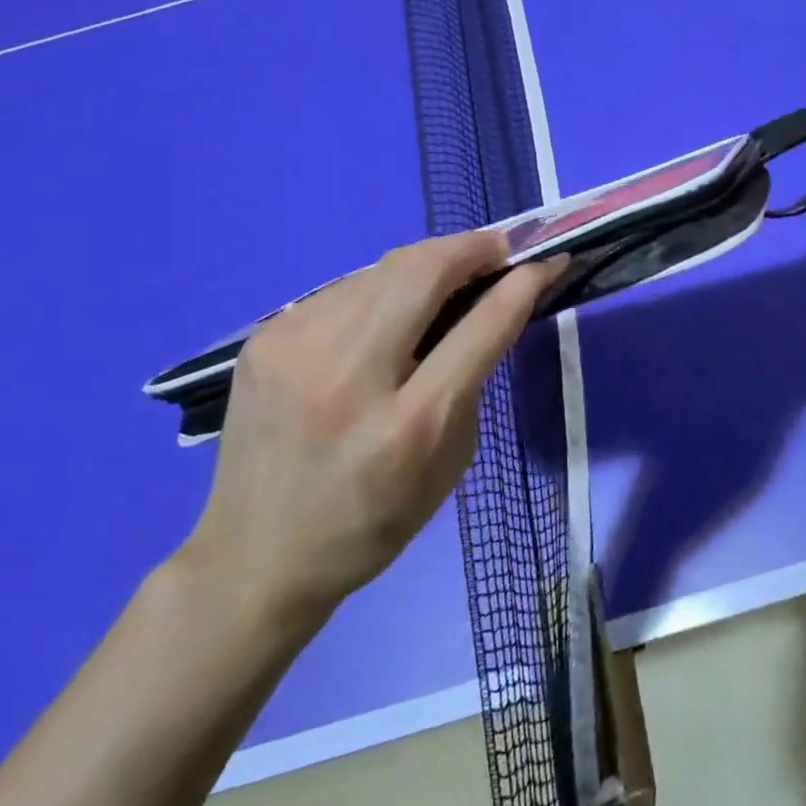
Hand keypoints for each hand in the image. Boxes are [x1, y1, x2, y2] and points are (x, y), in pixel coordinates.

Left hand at [179, 232, 564, 623]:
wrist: (256, 557)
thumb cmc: (374, 520)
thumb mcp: (451, 460)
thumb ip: (472, 379)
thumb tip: (486, 308)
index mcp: (409, 424)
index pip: (482, 326)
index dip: (524, 283)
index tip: (549, 260)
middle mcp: (348, 375)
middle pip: (423, 271)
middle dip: (473, 247)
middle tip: (500, 250)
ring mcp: (296, 349)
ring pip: (383, 268)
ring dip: (430, 264)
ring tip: (450, 278)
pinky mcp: (264, 338)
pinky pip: (345, 289)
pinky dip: (384, 289)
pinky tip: (390, 312)